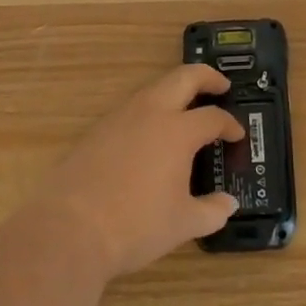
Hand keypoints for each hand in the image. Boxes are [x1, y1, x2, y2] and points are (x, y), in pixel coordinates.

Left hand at [35, 64, 245, 280]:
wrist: (69, 228)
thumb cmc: (135, 226)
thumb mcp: (182, 225)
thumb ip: (211, 212)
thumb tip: (228, 205)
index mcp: (177, 131)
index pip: (213, 117)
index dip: (229, 124)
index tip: (237, 135)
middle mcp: (150, 113)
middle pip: (183, 77)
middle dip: (206, 77)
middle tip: (221, 86)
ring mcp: (120, 117)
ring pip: (153, 88)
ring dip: (174, 90)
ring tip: (185, 108)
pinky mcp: (97, 129)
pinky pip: (131, 107)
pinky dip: (149, 109)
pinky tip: (149, 134)